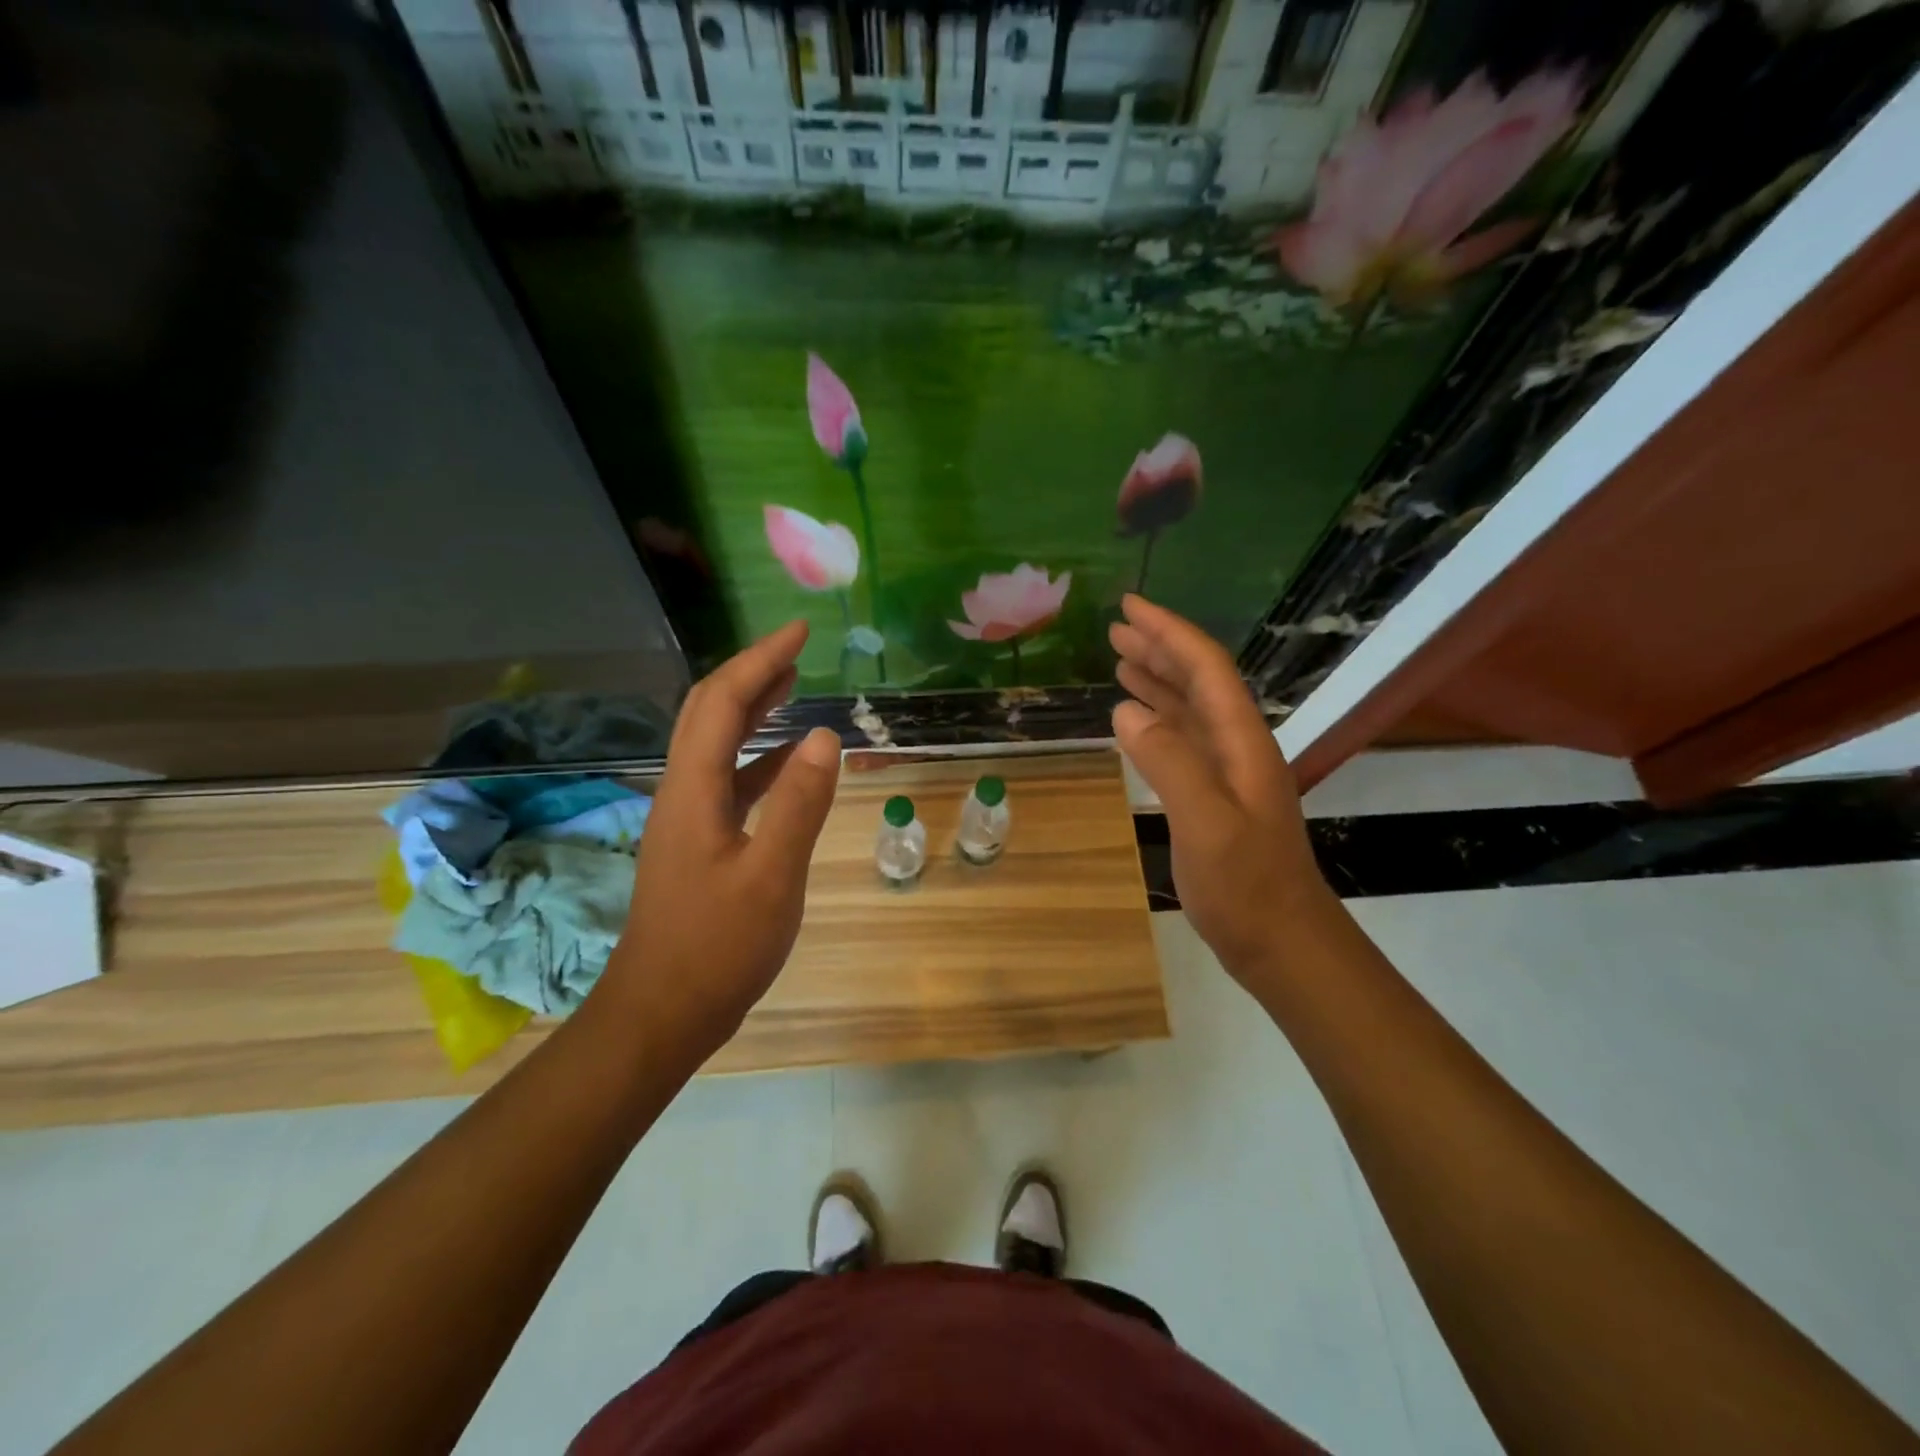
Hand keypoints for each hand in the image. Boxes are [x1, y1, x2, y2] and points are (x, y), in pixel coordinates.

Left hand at [596, 621, 840, 1069]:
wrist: (662, 1013)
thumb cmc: (718, 947)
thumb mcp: (772, 876)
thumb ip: (800, 804)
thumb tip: (824, 736)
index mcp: (694, 789)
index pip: (723, 702)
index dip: (760, 660)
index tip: (799, 631)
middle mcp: (681, 792)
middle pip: (708, 712)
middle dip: (750, 673)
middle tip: (795, 650)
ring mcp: (686, 818)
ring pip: (715, 744)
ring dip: (751, 710)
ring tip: (792, 688)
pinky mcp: (697, 843)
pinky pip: (727, 780)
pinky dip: (757, 758)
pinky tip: (787, 762)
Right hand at [1109, 595, 1328, 985]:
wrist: (1282, 943)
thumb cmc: (1247, 887)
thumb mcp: (1207, 825)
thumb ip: (1169, 763)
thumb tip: (1126, 711)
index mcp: (1242, 742)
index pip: (1206, 669)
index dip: (1170, 633)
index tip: (1130, 607)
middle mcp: (1237, 748)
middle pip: (1199, 683)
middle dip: (1160, 650)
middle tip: (1116, 630)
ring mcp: (1227, 775)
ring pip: (1189, 712)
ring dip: (1157, 682)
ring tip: (1120, 662)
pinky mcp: (1213, 800)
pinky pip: (1182, 743)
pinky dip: (1157, 722)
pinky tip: (1136, 722)